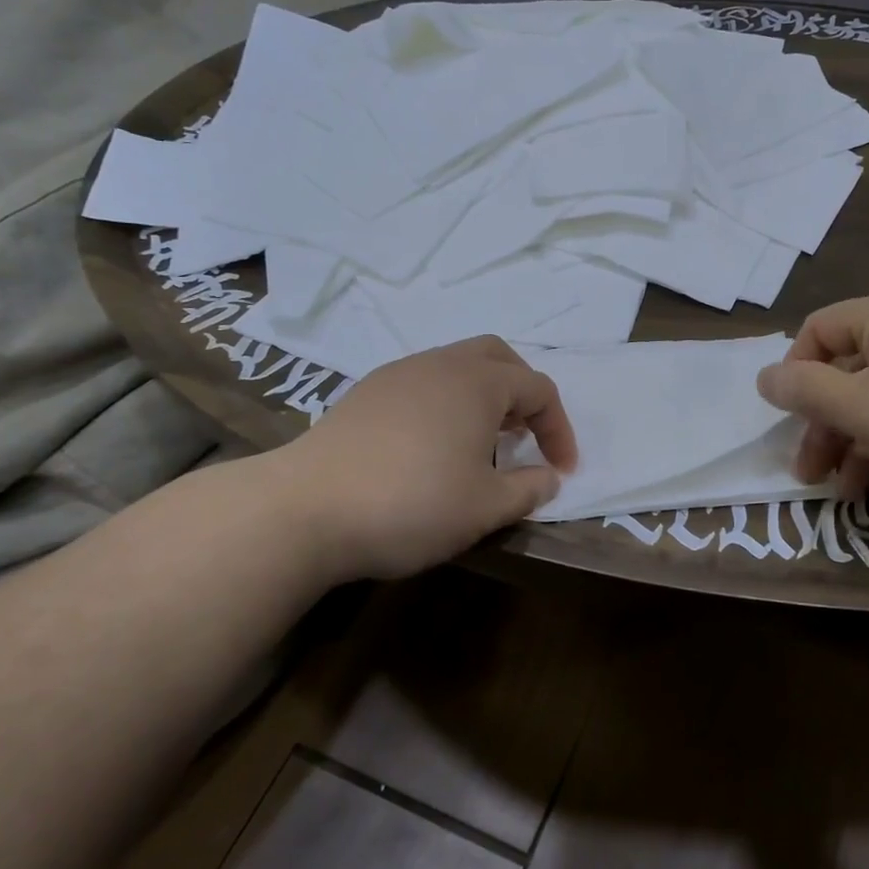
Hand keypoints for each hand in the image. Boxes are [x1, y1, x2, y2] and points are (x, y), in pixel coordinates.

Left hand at [273, 337, 577, 581]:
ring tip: (482, 443)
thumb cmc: (412, 504)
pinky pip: (422, 383)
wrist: (306, 509)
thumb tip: (549, 477)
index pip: (539, 389)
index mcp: (478, 383)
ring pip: (456, 367)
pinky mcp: (365, 393)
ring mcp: (397, 374)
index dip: (560, 429)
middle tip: (525, 435)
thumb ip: (529, 489)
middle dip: (522, 392)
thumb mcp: (485, 508)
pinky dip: (445, 403)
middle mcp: (440, 364)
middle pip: (497, 358)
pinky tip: (432, 446)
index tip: (562, 470)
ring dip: (482, 396)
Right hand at [755, 286, 868, 502]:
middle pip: (849, 371)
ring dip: (856, 444)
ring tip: (850, 493)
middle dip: (824, 426)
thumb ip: (805, 391)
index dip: (794, 375)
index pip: (818, 330)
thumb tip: (764, 376)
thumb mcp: (861, 408)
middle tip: (811, 474)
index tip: (789, 421)